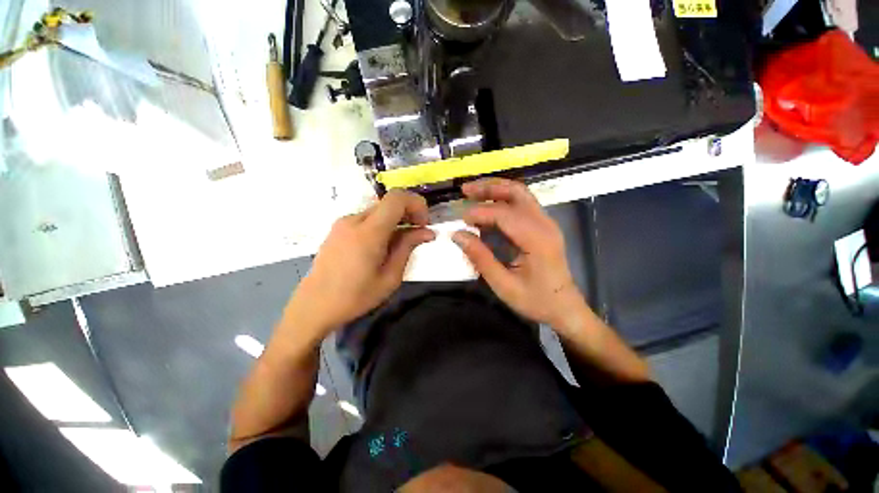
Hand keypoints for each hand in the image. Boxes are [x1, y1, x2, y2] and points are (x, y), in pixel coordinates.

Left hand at [287, 190, 435, 335]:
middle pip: (389, 203)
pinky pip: (366, 219)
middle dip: (408, 213)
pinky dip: (381, 225)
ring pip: (378, 211)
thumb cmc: (355, 296)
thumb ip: (407, 248)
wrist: (313, 306)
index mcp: (369, 232)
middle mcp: (354, 220)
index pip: (397, 198)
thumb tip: (426, 232)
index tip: (423, 224)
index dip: (416, 204)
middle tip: (417, 235)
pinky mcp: (337, 229)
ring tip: (400, 244)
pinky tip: (381, 246)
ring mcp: (343, 223)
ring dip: (395, 221)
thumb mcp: (389, 277)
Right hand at [452, 178, 587, 329]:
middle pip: (516, 192)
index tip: (461, 219)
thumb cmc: (535, 301)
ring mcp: (546, 223)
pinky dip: (502, 201)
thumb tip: (458, 235)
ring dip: (495, 190)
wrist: (564, 308)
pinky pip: (522, 205)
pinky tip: (487, 208)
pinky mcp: (543, 227)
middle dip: (489, 188)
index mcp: (537, 239)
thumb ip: (480, 258)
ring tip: (472, 192)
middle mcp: (544, 224)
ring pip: (520, 194)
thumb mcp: (503, 285)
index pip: (505, 214)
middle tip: (465, 190)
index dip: (480, 213)